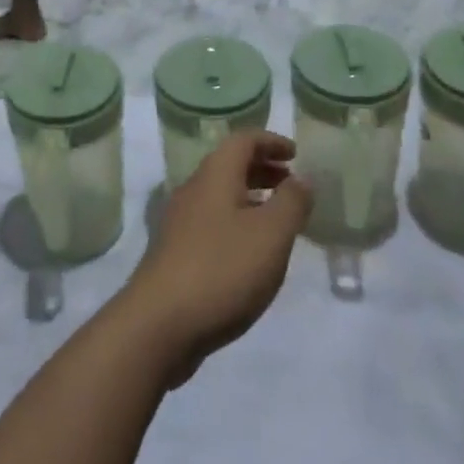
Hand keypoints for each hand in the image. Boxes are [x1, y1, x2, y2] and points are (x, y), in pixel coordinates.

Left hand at [119, 132, 310, 387]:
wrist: (160, 323)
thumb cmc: (222, 269)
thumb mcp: (271, 235)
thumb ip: (292, 202)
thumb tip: (303, 178)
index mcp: (215, 175)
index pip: (243, 140)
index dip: (271, 142)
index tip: (295, 154)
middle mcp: (194, 189)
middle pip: (230, 165)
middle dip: (262, 169)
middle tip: (291, 183)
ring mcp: (181, 221)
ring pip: (221, 195)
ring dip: (250, 197)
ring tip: (278, 219)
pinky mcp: (176, 252)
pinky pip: (213, 221)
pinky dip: (237, 222)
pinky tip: (251, 253)